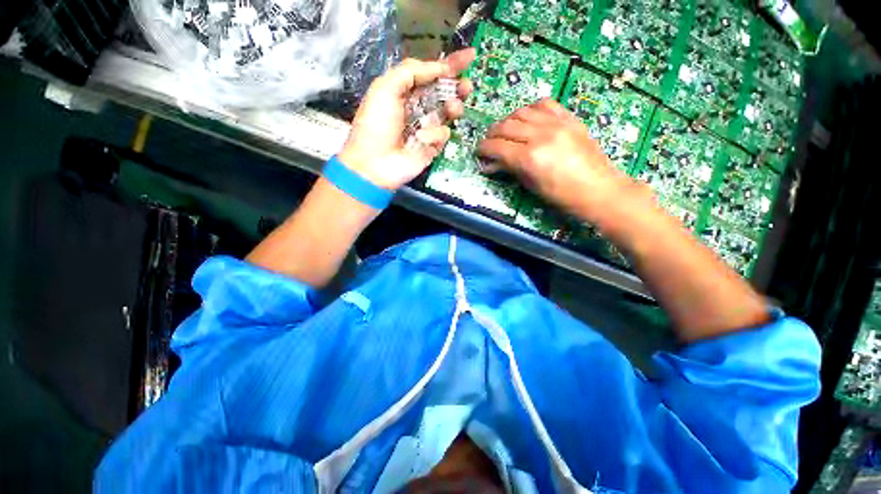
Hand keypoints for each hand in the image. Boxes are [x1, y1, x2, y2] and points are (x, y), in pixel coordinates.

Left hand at [338, 48, 475, 190]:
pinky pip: (443, 134)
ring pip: (449, 112)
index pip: (431, 74)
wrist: (375, 164)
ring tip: (453, 108)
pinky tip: (422, 139)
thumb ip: (411, 71)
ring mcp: (427, 128)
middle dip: (457, 86)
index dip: (449, 65)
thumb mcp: (385, 88)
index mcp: (406, 91)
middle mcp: (419, 107)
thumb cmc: (376, 124)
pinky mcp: (432, 146)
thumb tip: (439, 67)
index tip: (470, 57)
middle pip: (444, 92)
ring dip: (453, 107)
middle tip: (467, 86)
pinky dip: (435, 134)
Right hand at [478, 99, 645, 223]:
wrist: (599, 189)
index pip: (497, 146)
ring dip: (509, 120)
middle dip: (492, 134)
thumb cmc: (562, 196)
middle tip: (489, 143)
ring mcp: (557, 124)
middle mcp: (540, 135)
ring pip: (522, 111)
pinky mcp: (569, 118)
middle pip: (506, 125)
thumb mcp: (531, 185)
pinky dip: (531, 109)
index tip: (479, 152)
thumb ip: (509, 170)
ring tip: (506, 130)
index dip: (483, 149)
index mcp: (529, 157)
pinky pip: (544, 104)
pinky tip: (528, 119)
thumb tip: (490, 165)